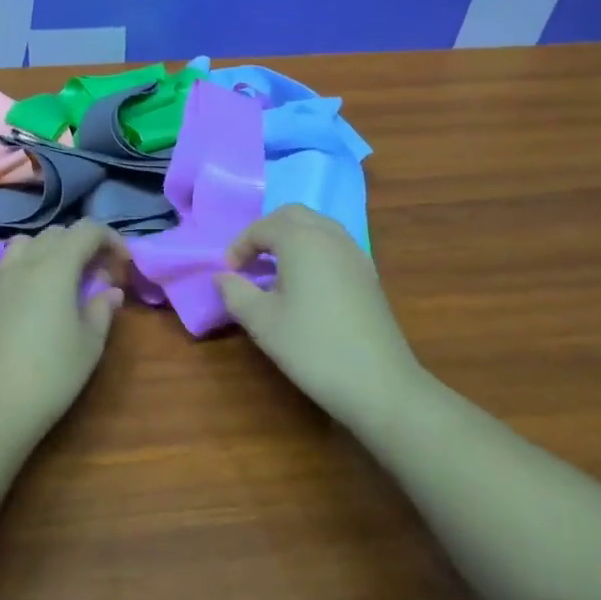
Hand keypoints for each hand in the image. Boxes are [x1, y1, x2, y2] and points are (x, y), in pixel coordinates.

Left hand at [0, 222, 128, 443]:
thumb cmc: (52, 375)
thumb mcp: (90, 344)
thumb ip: (102, 309)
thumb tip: (111, 291)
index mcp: (56, 267)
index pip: (87, 231)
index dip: (111, 239)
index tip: (124, 264)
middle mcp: (25, 263)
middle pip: (58, 233)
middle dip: (84, 244)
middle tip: (100, 275)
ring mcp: (0, 279)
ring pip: (27, 242)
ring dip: (51, 249)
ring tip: (65, 277)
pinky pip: (4, 264)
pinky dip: (22, 265)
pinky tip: (29, 289)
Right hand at [216, 204, 421, 423]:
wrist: (379, 383)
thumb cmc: (312, 347)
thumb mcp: (262, 322)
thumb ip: (236, 293)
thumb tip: (221, 277)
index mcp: (302, 240)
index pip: (263, 227)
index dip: (239, 245)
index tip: (228, 272)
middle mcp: (330, 236)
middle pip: (293, 215)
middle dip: (266, 231)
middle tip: (249, 261)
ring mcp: (355, 254)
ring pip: (317, 227)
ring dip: (291, 238)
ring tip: (274, 270)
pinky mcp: (368, 274)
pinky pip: (334, 245)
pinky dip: (313, 251)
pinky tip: (306, 284)